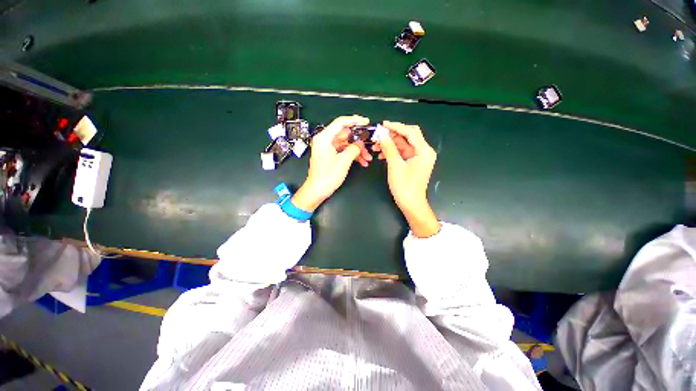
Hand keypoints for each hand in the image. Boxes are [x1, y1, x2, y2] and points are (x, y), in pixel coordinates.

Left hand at [292, 115, 371, 211]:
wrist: (317, 190)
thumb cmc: (327, 176)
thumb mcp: (343, 161)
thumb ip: (354, 149)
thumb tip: (360, 144)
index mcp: (324, 138)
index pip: (340, 122)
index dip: (354, 120)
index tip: (366, 122)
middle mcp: (325, 140)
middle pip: (345, 134)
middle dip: (358, 141)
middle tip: (369, 144)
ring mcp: (328, 148)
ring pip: (346, 144)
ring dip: (357, 150)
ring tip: (368, 158)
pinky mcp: (331, 155)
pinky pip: (344, 151)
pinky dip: (353, 155)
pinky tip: (362, 162)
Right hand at [374, 121, 439, 237]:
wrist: (411, 204)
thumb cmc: (404, 186)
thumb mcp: (395, 165)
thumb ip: (389, 148)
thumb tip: (381, 134)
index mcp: (424, 151)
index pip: (410, 132)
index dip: (396, 126)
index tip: (383, 124)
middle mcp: (423, 151)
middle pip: (407, 137)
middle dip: (392, 135)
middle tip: (378, 136)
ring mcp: (418, 157)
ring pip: (403, 145)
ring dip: (390, 144)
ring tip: (376, 147)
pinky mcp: (413, 163)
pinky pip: (402, 153)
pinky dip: (392, 152)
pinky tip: (381, 155)